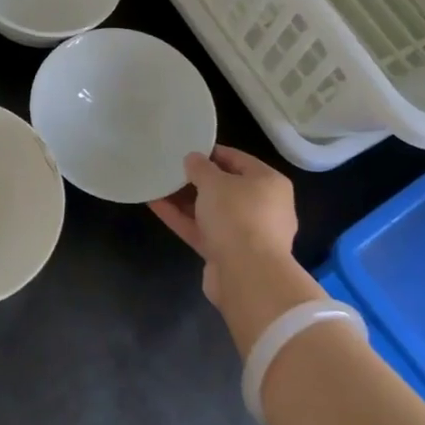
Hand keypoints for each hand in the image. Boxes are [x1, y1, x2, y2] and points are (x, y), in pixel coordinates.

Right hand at [148, 145, 298, 304]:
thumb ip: (200, 167)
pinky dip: (182, 218)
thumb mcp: (214, 182)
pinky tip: (156, 205)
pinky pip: (202, 230)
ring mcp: (245, 233)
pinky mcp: (227, 254)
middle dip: (196, 179)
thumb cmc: (237, 216)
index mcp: (269, 183)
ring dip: (185, 200)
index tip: (187, 149)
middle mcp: (262, 207)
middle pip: (225, 187)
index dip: (212, 153)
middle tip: (170, 168)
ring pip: (211, 211)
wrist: (247, 276)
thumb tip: (193, 159)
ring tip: (157, 184)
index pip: (239, 160)